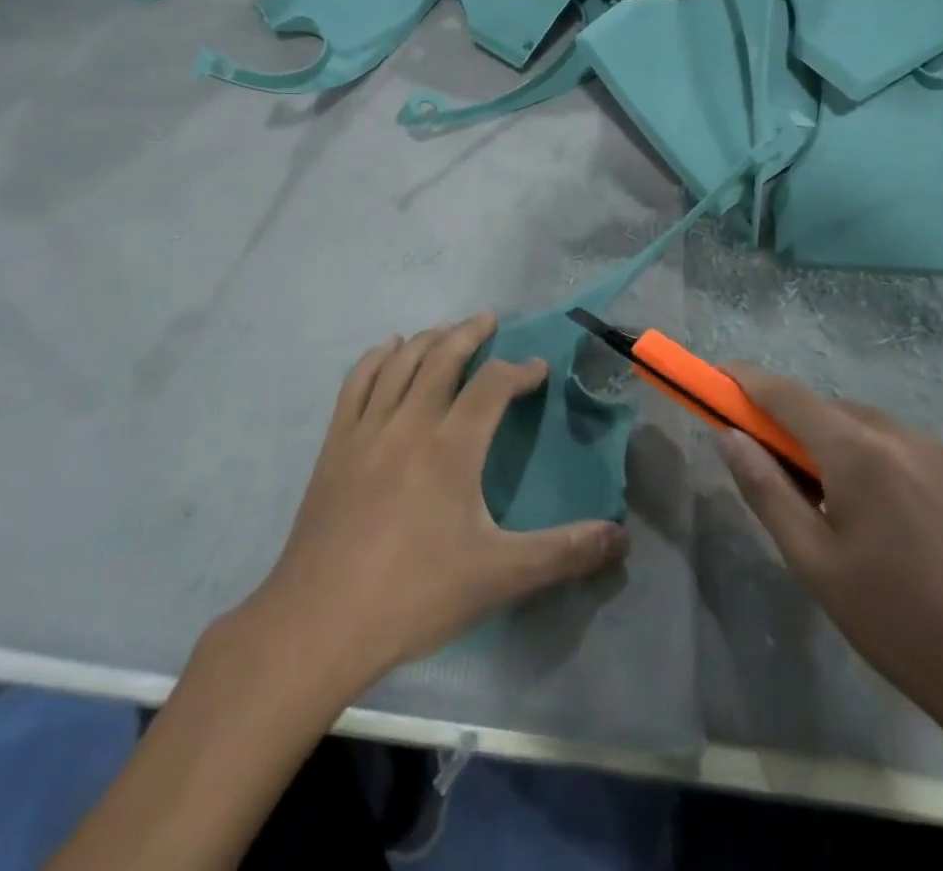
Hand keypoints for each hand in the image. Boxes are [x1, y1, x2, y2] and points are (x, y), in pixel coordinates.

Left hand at [258, 315, 629, 686]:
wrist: (320, 622)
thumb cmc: (415, 595)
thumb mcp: (501, 577)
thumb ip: (564, 553)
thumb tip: (622, 539)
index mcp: (452, 445)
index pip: (493, 385)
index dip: (519, 370)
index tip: (537, 369)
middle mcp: (409, 421)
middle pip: (443, 357)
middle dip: (469, 334)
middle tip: (488, 320)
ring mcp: (366, 429)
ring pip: (400, 363)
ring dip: (427, 339)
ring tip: (445, 331)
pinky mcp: (335, 444)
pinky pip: (356, 382)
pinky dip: (376, 358)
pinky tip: (387, 351)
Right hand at [714, 365, 942, 766]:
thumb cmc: (903, 627)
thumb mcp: (814, 564)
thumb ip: (765, 490)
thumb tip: (728, 435)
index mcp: (860, 453)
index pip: (786, 394)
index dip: (745, 380)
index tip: (715, 378)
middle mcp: (903, 435)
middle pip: (828, 408)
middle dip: (791, 424)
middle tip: (774, 469)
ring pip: (868, 427)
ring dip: (836, 443)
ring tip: (835, 505)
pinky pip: (904, 447)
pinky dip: (875, 458)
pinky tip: (887, 516)